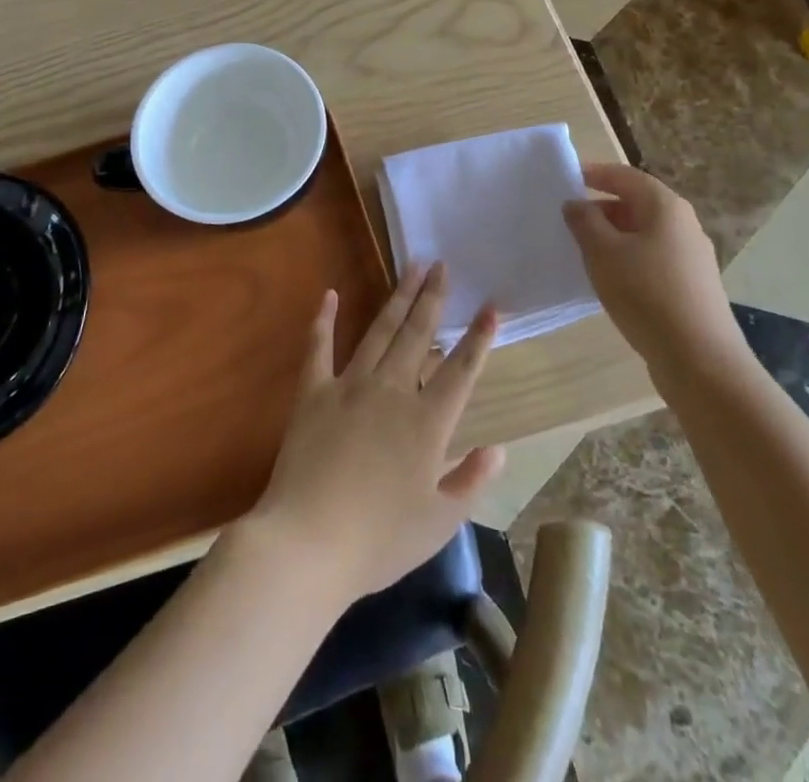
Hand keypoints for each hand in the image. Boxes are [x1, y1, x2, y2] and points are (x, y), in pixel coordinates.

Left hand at [247, 263, 504, 602]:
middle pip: (418, 335)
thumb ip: (471, 481)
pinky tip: (330, 294)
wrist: (308, 543)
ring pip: (380, 331)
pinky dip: (324, 319)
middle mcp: (392, 391)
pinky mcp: (313, 392)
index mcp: (427, 422)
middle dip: (433, 298)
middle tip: (442, 265)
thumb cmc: (379, 540)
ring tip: (411, 266)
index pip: (461, 370)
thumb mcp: (439, 522)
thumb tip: (499, 448)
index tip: (492, 306)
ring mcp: (349, 386)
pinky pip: (319, 348)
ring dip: (397, 298)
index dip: (479, 338)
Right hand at [562, 163, 748, 394]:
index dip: (594, 174)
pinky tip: (609, 279)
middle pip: (636, 203)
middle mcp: (683, 224)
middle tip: (567, 220)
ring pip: (643, 233)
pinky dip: (627, 258)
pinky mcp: (691, 284)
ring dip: (612, 236)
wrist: (699, 359)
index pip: (625, 176)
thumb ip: (585, 222)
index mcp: (665, 206)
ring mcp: (691, 256)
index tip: (566, 179)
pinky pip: (652, 257)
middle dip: (601, 207)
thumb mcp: (603, 253)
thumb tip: (576, 204)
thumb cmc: (646, 294)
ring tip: (582, 251)